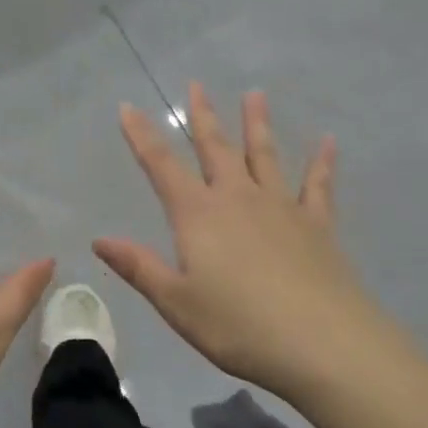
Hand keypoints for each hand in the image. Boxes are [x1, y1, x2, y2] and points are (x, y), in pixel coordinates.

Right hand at [94, 85, 381, 400]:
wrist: (323, 343)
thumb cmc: (239, 326)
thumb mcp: (177, 303)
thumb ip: (140, 267)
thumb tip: (99, 239)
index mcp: (199, 215)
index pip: (161, 166)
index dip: (141, 136)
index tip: (127, 106)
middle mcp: (238, 198)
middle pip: (216, 148)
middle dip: (203, 116)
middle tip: (197, 84)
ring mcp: (281, 207)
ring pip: (265, 155)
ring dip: (257, 124)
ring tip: (255, 94)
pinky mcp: (317, 224)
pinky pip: (318, 185)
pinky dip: (322, 162)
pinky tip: (327, 141)